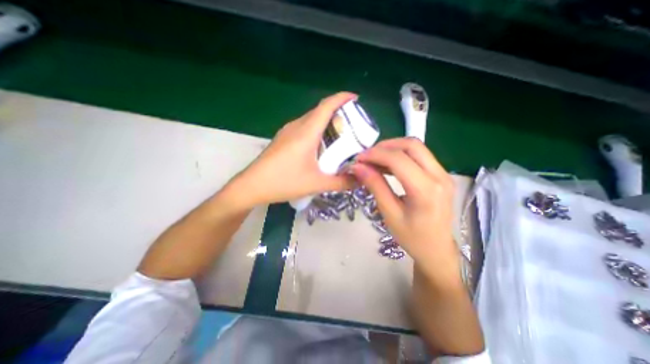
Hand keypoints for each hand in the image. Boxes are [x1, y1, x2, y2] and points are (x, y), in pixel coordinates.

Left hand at [224, 91, 353, 207]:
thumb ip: (341, 183)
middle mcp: (296, 126)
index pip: (326, 105)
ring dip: (326, 123)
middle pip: (320, 111)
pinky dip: (316, 131)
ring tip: (339, 136)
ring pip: (311, 120)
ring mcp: (287, 132)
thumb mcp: (316, 184)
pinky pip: (303, 128)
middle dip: (338, 113)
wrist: (251, 186)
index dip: (342, 98)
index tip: (356, 99)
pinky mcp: (282, 139)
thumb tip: (359, 180)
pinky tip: (320, 147)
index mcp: (306, 132)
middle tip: (353, 125)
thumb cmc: (284, 182)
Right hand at [351, 137, 460, 285]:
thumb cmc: (412, 238)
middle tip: (367, 156)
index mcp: (426, 190)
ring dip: (392, 149)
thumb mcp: (389, 213)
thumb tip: (358, 167)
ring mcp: (443, 174)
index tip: (358, 159)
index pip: (398, 159)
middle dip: (385, 146)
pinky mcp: (441, 175)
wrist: (438, 250)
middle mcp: (439, 176)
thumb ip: (375, 186)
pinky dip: (400, 155)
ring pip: (416, 147)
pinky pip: (419, 156)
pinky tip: (387, 165)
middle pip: (411, 145)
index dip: (375, 154)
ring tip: (374, 160)